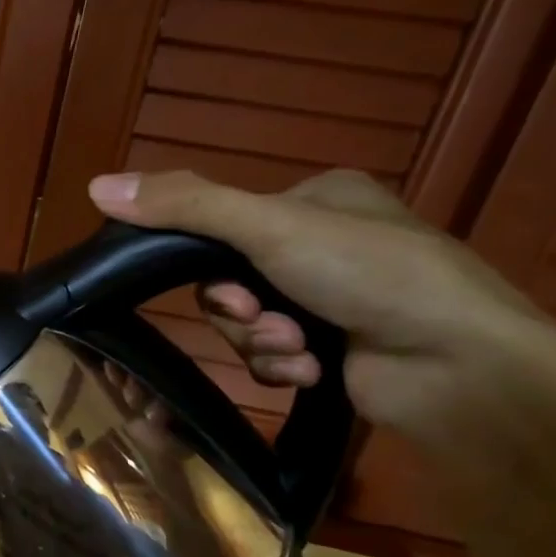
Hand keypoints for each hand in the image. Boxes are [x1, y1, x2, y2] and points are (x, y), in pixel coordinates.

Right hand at [88, 168, 555, 435]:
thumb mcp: (269, 226)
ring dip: (262, 341)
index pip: (225, 223)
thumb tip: (95, 185)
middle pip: (231, 280)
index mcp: (318, 200)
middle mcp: (325, 245)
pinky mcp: (336, 349)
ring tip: (297, 350)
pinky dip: (283, 365)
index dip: (208, 261)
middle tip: (263, 320)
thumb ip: (184, 206)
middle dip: (241, 311)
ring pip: (247, 323)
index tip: (224, 287)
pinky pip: (274, 356)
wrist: (460, 366)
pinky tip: (313, 371)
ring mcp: (333, 300)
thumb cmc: (370, 274)